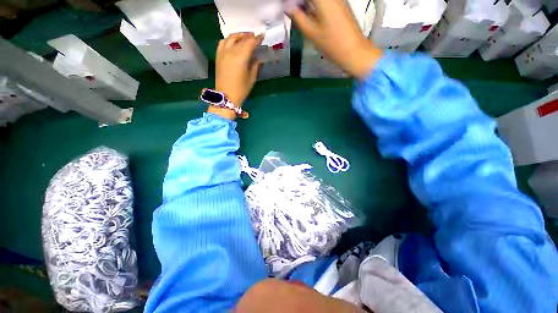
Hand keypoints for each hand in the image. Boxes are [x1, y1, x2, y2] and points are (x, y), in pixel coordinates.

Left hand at [215, 32, 263, 106]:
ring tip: (244, 38)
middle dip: (249, 36)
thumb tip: (258, 58)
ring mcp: (222, 53)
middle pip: (240, 39)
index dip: (257, 39)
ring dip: (238, 36)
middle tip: (255, 37)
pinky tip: (233, 43)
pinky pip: (223, 43)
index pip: (250, 43)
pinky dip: (229, 40)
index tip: (262, 36)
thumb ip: (255, 66)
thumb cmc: (241, 90)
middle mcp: (230, 52)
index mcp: (240, 58)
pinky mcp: (218, 57)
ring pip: (230, 38)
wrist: (226, 97)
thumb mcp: (251, 78)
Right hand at [289, 0, 381, 79]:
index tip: (289, 6)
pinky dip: (316, 6)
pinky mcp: (342, 5)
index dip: (295, 1)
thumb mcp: (312, 33)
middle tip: (293, 11)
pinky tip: (311, 14)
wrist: (354, 52)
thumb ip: (298, 18)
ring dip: (308, 5)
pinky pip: (326, 2)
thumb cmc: (331, 44)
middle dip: (301, 3)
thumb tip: (288, 7)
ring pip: (319, 0)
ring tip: (300, 13)